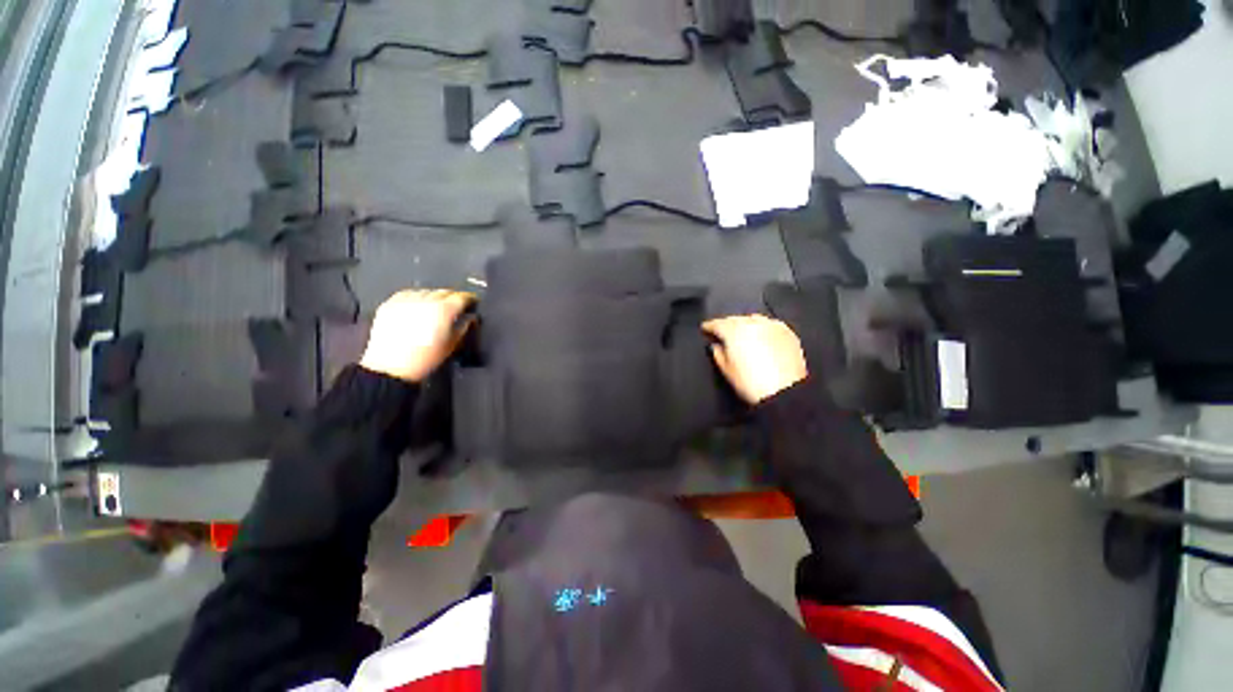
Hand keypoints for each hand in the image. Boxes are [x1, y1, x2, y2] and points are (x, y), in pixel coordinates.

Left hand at [360, 289, 475, 382]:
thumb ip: (463, 327)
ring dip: (434, 297)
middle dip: (452, 297)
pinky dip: (415, 298)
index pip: (462, 297)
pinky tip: (417, 307)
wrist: (391, 368)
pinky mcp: (390, 304)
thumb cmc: (424, 359)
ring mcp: (406, 301)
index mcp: (444, 310)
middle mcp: (426, 301)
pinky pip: (407, 294)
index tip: (472, 301)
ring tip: (435, 308)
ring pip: (426, 291)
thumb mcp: (451, 345)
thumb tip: (469, 318)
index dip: (469, 298)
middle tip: (455, 306)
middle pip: (444, 291)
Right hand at [702, 314, 807, 403]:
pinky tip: (761, 337)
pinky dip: (762, 328)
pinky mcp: (787, 333)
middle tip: (721, 333)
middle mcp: (752, 324)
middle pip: (734, 319)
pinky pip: (770, 324)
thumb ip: (717, 353)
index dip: (708, 326)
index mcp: (734, 331)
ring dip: (745, 324)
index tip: (705, 328)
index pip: (717, 323)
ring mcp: (771, 326)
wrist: (784, 392)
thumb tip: (716, 346)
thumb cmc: (753, 384)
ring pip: (752, 319)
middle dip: (726, 325)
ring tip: (742, 334)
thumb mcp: (726, 370)